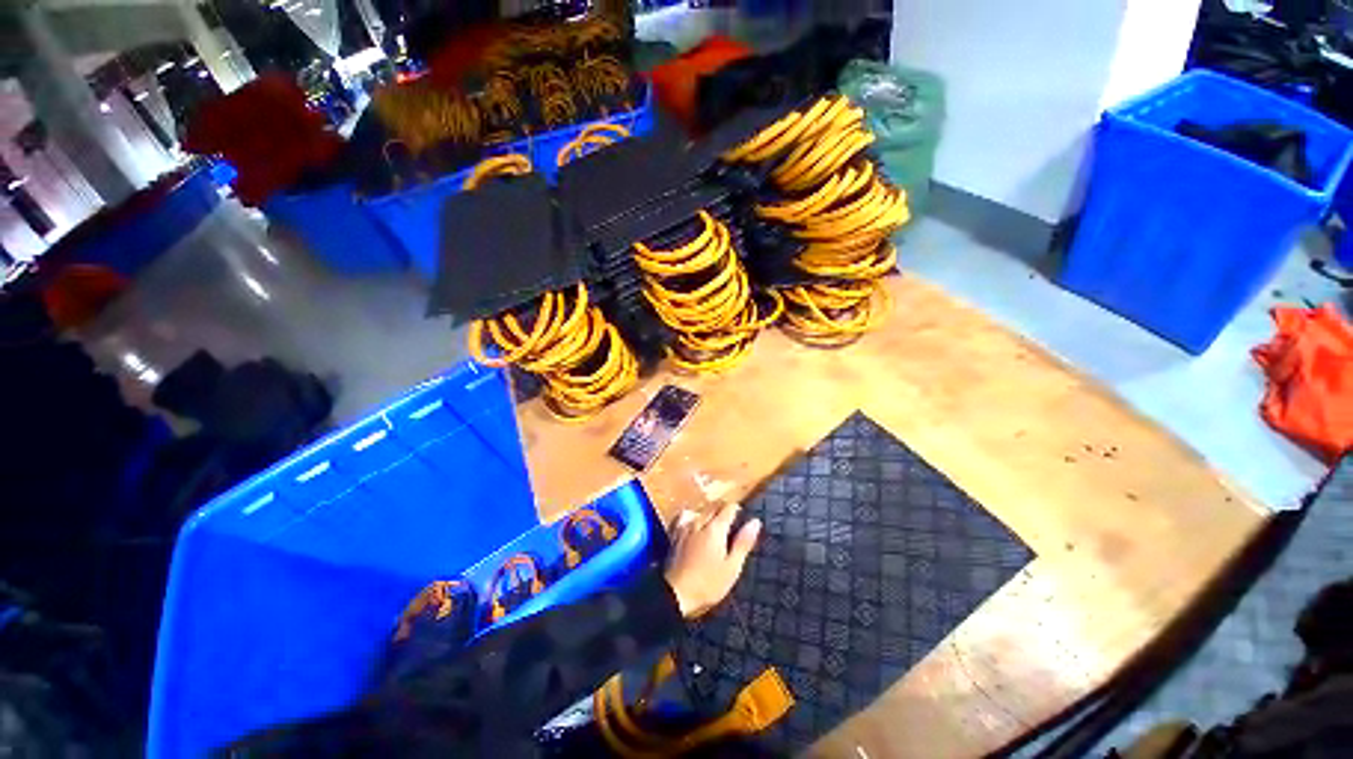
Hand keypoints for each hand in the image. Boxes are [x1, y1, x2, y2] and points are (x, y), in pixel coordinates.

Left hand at [664, 502, 760, 618]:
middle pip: (713, 507)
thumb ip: (743, 543)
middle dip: (723, 509)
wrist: (675, 594)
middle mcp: (699, 522)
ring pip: (699, 510)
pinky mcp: (674, 535)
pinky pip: (684, 517)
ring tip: (714, 523)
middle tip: (731, 522)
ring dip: (708, 512)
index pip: (728, 508)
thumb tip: (755, 522)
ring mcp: (685, 527)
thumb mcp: (732, 567)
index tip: (742, 516)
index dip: (737, 509)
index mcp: (715, 529)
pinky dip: (691, 516)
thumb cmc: (708, 584)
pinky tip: (693, 525)